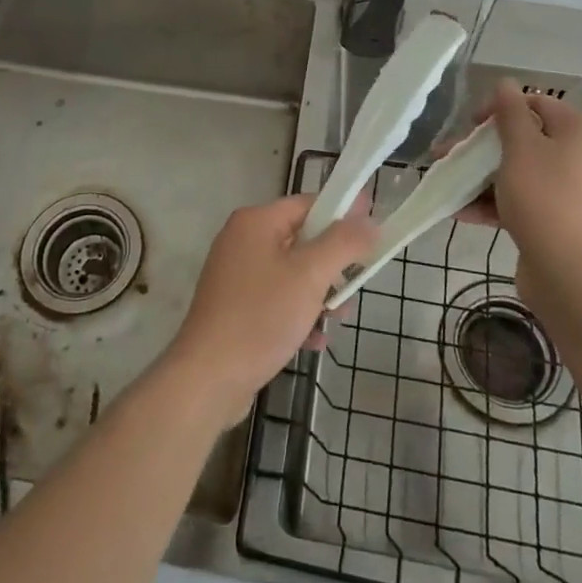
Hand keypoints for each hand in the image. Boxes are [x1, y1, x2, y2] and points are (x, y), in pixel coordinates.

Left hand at [160, 194, 376, 431]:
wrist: (208, 378)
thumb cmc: (260, 316)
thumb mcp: (310, 276)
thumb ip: (343, 244)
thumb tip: (369, 220)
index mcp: (256, 222)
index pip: (308, 204)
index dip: (342, 213)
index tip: (373, 229)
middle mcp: (242, 241)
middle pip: (301, 239)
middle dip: (332, 263)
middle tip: (358, 284)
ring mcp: (236, 276)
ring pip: (292, 273)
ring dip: (319, 293)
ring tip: (339, 318)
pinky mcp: (235, 308)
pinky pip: (276, 299)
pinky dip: (298, 313)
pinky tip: (315, 340)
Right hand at [458, 79, 581, 305]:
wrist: (570, 274)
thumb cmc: (544, 199)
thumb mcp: (520, 148)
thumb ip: (510, 112)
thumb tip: (505, 82)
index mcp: (580, 134)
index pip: (537, 104)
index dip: (501, 108)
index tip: (472, 125)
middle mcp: (581, 159)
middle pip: (525, 140)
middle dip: (482, 147)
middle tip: (451, 155)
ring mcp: (571, 193)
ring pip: (519, 172)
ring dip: (482, 176)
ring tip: (448, 184)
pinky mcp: (559, 221)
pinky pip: (523, 201)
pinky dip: (495, 202)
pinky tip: (461, 211)